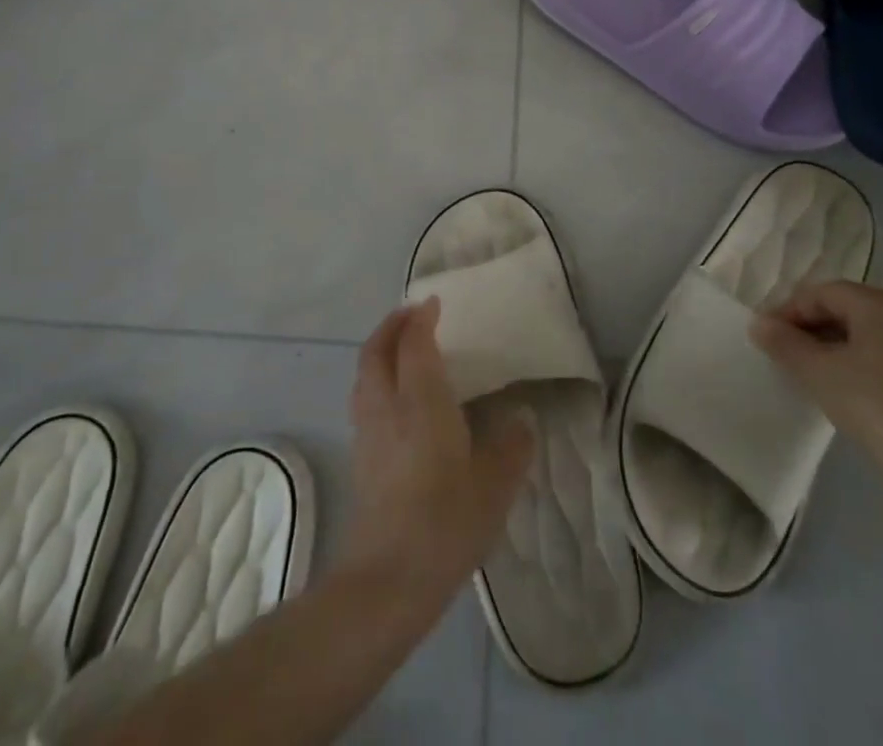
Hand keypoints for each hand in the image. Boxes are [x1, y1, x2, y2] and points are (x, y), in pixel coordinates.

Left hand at [341, 299, 533, 603]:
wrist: (388, 579)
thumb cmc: (445, 521)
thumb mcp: (495, 485)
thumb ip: (512, 446)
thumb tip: (523, 420)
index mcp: (420, 399)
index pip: (414, 342)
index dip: (421, 318)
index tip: (434, 304)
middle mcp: (387, 404)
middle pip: (376, 350)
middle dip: (391, 325)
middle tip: (411, 315)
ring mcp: (367, 431)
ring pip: (364, 374)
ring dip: (379, 351)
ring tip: (401, 350)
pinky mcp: (360, 457)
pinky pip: (364, 399)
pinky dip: (376, 380)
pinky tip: (396, 400)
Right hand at [749, 280, 882, 495]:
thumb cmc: (877, 407)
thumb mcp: (819, 373)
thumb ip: (784, 343)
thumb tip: (758, 324)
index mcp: (880, 303)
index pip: (821, 293)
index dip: (788, 312)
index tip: (767, 339)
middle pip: (844, 309)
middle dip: (810, 329)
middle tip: (785, 356)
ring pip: (865, 334)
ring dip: (832, 347)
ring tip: (811, 375)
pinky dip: (859, 363)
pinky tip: (847, 392)